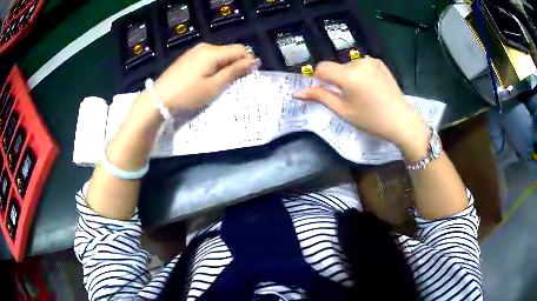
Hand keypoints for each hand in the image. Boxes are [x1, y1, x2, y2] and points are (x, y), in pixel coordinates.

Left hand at [154, 43, 254, 112]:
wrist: (159, 98)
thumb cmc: (188, 94)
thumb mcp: (214, 86)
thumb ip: (234, 72)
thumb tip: (252, 62)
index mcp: (212, 52)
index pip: (240, 49)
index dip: (249, 60)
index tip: (249, 75)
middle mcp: (204, 47)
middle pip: (229, 51)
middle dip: (236, 64)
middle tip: (235, 82)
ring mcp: (194, 51)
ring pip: (219, 55)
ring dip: (225, 66)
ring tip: (221, 82)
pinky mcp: (187, 57)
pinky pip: (207, 58)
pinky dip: (214, 66)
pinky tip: (208, 78)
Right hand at [295, 58, 428, 158]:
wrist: (401, 121)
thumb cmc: (371, 120)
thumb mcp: (343, 111)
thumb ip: (320, 97)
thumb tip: (297, 93)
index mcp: (349, 76)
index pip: (322, 68)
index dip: (319, 79)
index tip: (326, 92)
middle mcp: (359, 62)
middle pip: (336, 67)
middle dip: (336, 80)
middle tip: (349, 98)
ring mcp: (371, 61)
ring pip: (348, 66)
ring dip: (348, 76)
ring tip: (361, 93)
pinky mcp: (379, 62)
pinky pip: (360, 65)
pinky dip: (359, 74)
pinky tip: (370, 87)